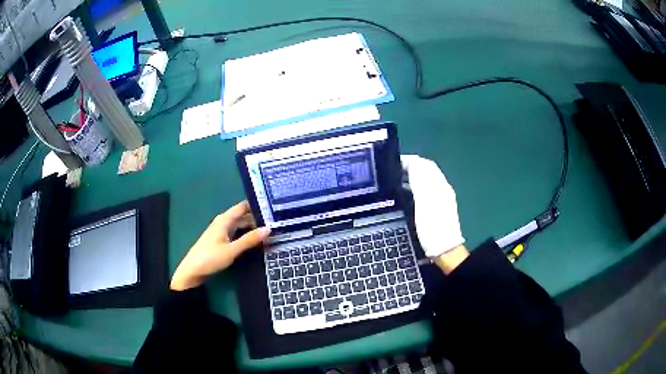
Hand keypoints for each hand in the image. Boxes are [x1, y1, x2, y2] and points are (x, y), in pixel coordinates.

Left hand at [170, 201, 270, 290]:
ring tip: (269, 229)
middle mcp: (222, 222)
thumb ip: (249, 239)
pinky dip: (245, 233)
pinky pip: (236, 232)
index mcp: (224, 220)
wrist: (192, 271)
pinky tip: (254, 239)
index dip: (256, 205)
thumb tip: (268, 229)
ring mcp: (221, 232)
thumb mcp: (232, 250)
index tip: (272, 206)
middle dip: (256, 217)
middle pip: (241, 215)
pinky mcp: (220, 241)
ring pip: (239, 225)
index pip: (242, 206)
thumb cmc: (210, 258)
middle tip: (275, 220)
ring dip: (251, 226)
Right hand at [401, 155, 467, 273]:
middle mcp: (441, 187)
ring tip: (395, 181)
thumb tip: (413, 162)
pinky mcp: (438, 207)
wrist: (445, 249)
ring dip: (412, 176)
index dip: (408, 160)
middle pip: (426, 170)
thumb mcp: (424, 201)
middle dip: (410, 167)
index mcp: (439, 184)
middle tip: (392, 171)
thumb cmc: (433, 226)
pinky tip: (406, 194)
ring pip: (426, 180)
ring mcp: (441, 198)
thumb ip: (419, 181)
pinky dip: (415, 187)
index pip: (423, 163)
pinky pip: (426, 190)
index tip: (391, 163)